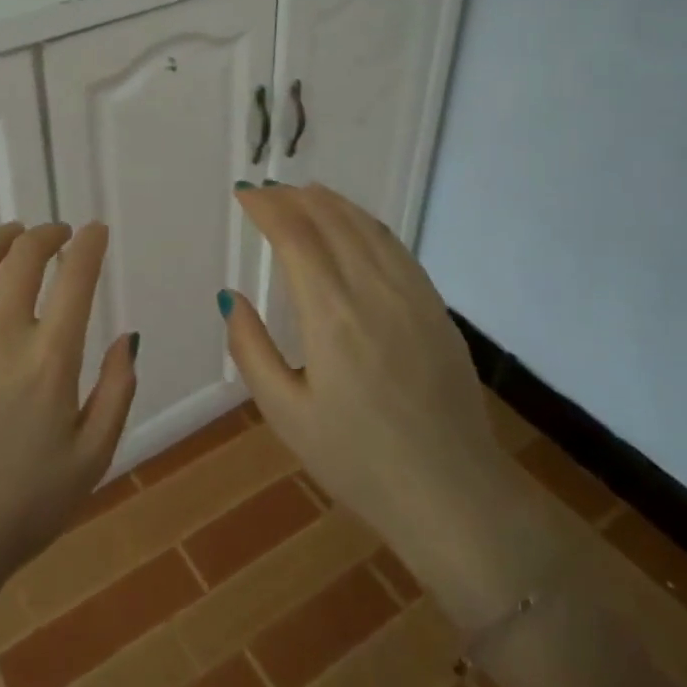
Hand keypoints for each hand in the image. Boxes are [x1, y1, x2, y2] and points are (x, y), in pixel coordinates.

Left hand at [0, 221, 139, 606]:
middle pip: (23, 258)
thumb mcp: (92, 458)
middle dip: (46, 234)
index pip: (75, 277)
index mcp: (48, 360)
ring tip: (11, 236)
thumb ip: (117, 391)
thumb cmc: (21, 509)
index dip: (89, 244)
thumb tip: (128, 336)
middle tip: (55, 234)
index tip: (95, 231)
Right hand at [221, 184, 547, 624]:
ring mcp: (412, 296)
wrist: (454, 495)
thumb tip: (232, 297)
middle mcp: (374, 292)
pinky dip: (366, 223)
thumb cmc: (359, 462)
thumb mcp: (287, 416)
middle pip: (331, 221)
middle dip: (294, 197)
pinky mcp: (437, 308)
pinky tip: (354, 225)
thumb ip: (252, 350)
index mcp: (332, 317)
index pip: (295, 237)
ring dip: (331, 202)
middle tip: (266, 191)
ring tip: (303, 193)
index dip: (267, 207)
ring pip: (367, 227)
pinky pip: (396, 247)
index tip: (244, 195)